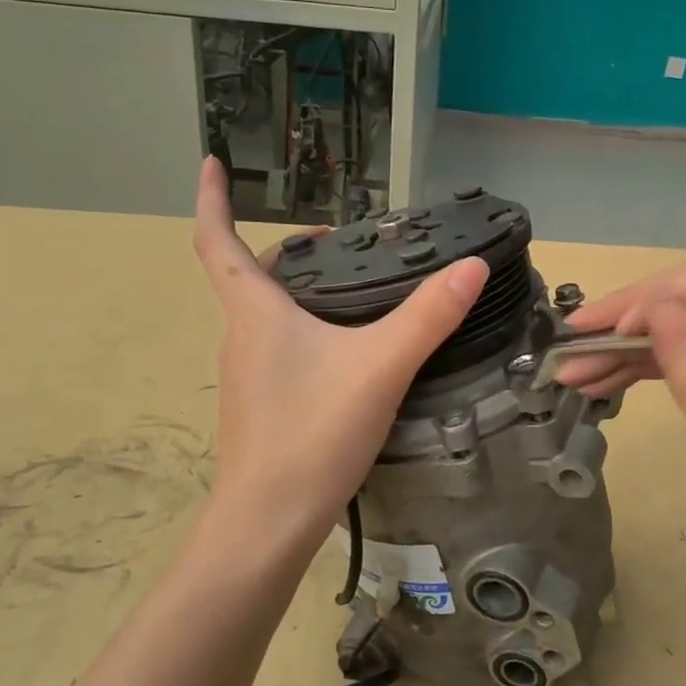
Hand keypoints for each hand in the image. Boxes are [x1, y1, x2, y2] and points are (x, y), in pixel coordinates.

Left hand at [192, 158, 487, 548]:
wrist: (269, 522)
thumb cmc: (313, 433)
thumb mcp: (381, 367)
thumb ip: (429, 317)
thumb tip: (472, 267)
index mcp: (255, 314)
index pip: (216, 242)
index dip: (213, 199)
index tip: (213, 162)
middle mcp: (241, 338)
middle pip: (250, 279)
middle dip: (287, 251)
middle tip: (337, 242)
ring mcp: (247, 377)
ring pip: (267, 317)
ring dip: (299, 293)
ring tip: (354, 292)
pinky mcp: (261, 408)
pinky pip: (278, 350)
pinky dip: (304, 332)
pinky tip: (346, 355)